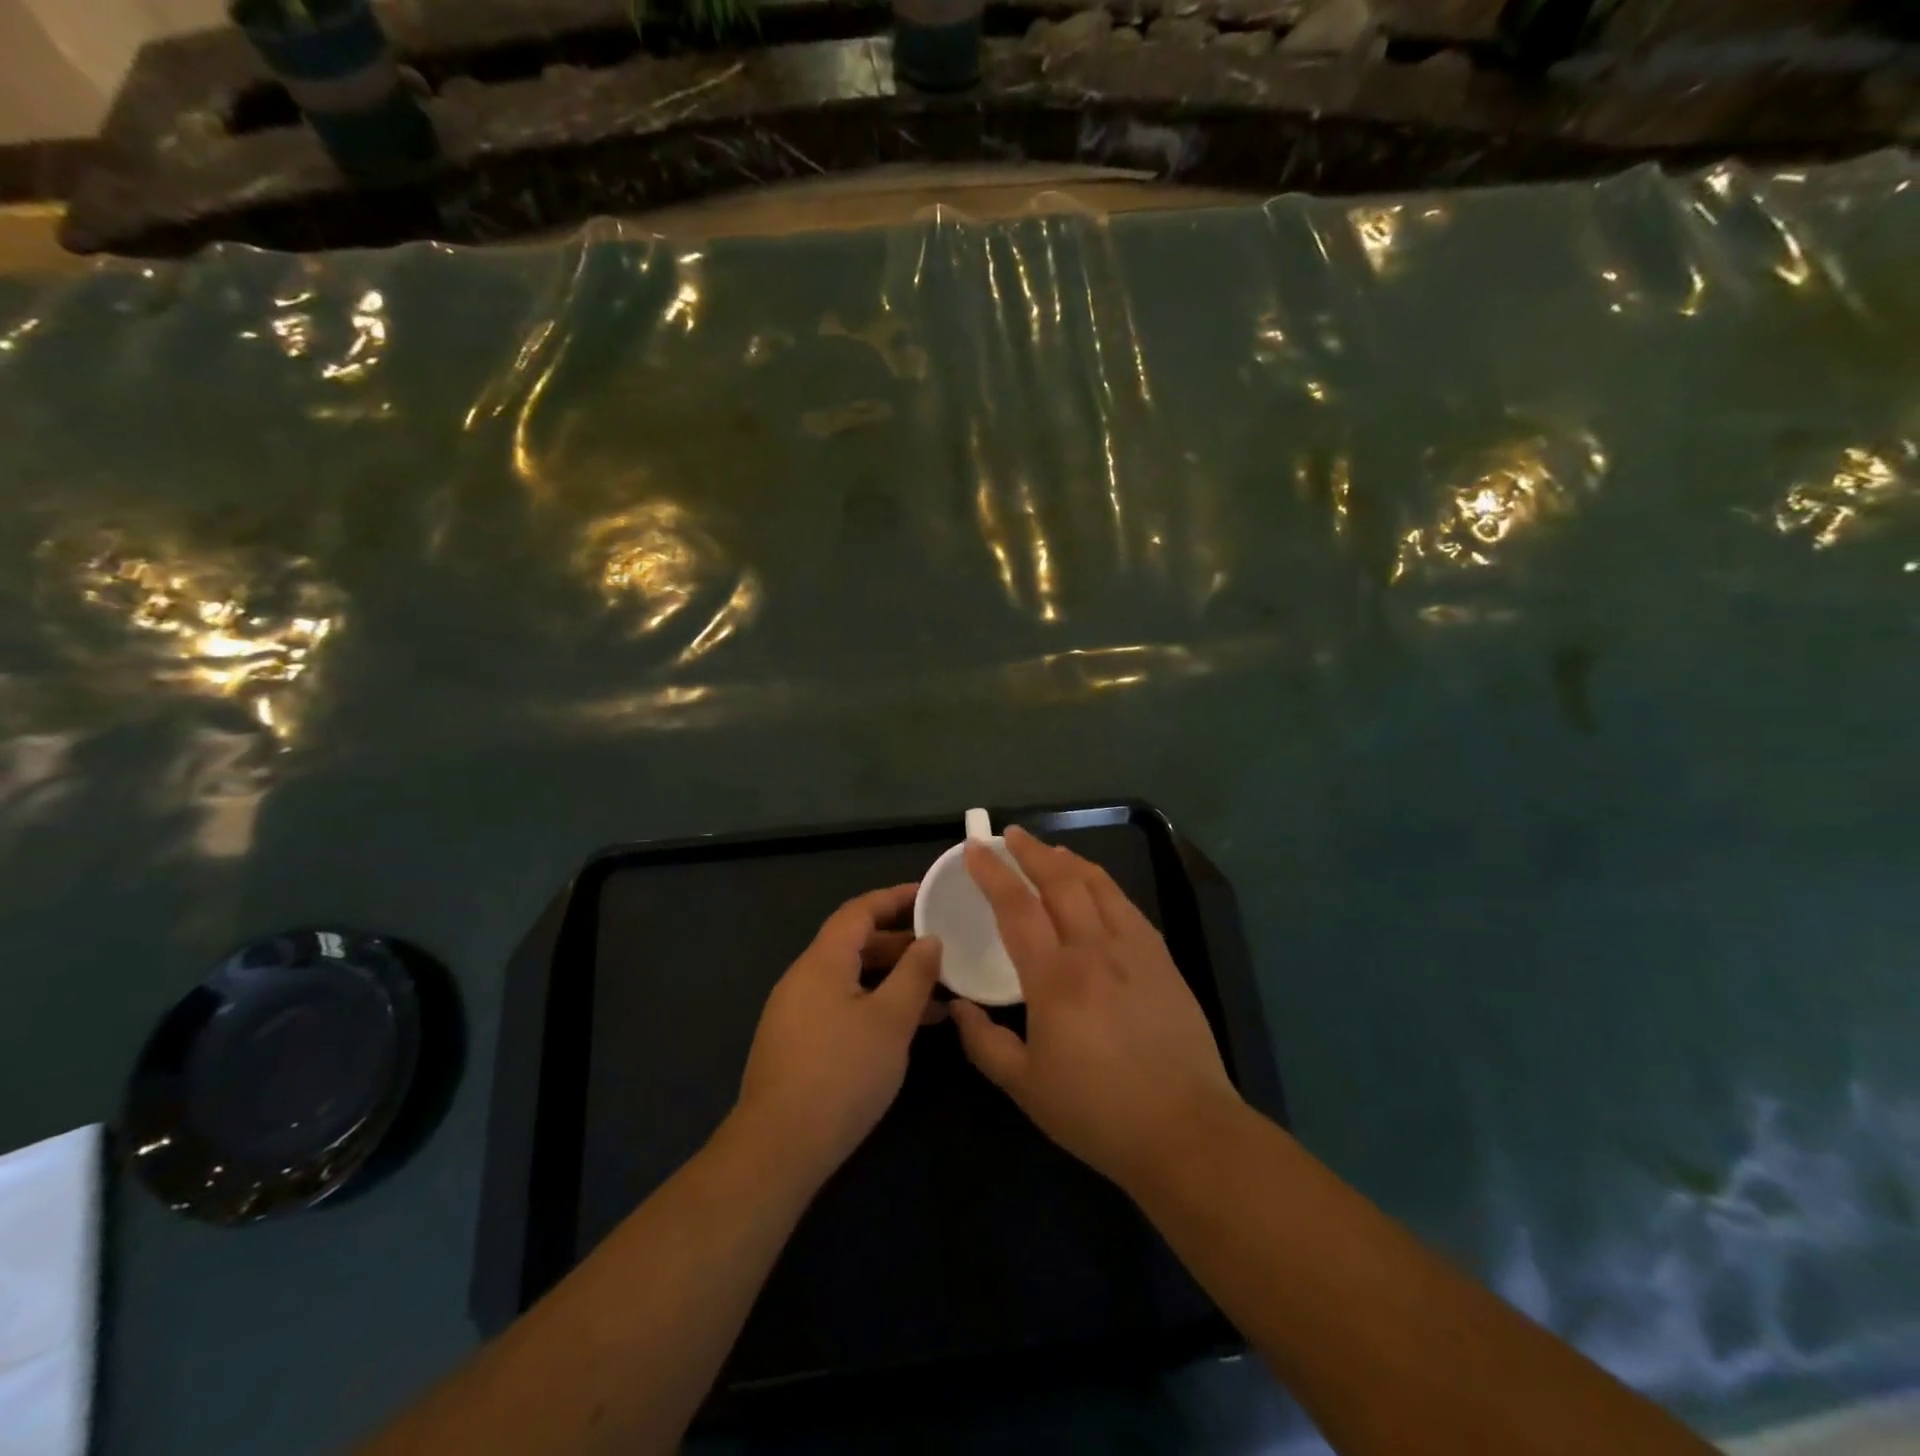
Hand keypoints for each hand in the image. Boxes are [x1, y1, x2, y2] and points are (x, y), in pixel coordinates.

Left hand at [734, 885, 942, 1186]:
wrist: (778, 1148)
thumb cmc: (842, 1074)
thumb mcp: (891, 1021)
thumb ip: (915, 974)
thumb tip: (930, 940)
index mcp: (822, 961)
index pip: (859, 911)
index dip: (895, 898)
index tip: (930, 895)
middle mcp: (803, 977)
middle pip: (854, 943)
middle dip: (899, 941)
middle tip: (942, 947)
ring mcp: (796, 1011)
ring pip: (850, 977)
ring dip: (890, 977)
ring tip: (936, 990)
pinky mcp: (797, 1042)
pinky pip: (841, 1004)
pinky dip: (874, 1002)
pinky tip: (903, 1027)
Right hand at [950, 826, 1241, 1194]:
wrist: (1184, 1129)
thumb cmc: (1096, 1112)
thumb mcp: (1025, 1086)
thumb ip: (984, 1042)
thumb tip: (958, 1007)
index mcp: (1054, 978)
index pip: (1016, 906)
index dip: (992, 872)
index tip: (975, 848)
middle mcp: (1093, 950)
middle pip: (1059, 881)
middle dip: (1031, 852)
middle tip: (1010, 836)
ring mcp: (1134, 949)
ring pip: (1098, 885)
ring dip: (1068, 860)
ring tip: (1050, 850)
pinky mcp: (1161, 959)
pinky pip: (1126, 905)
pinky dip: (1103, 884)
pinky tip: (1096, 886)